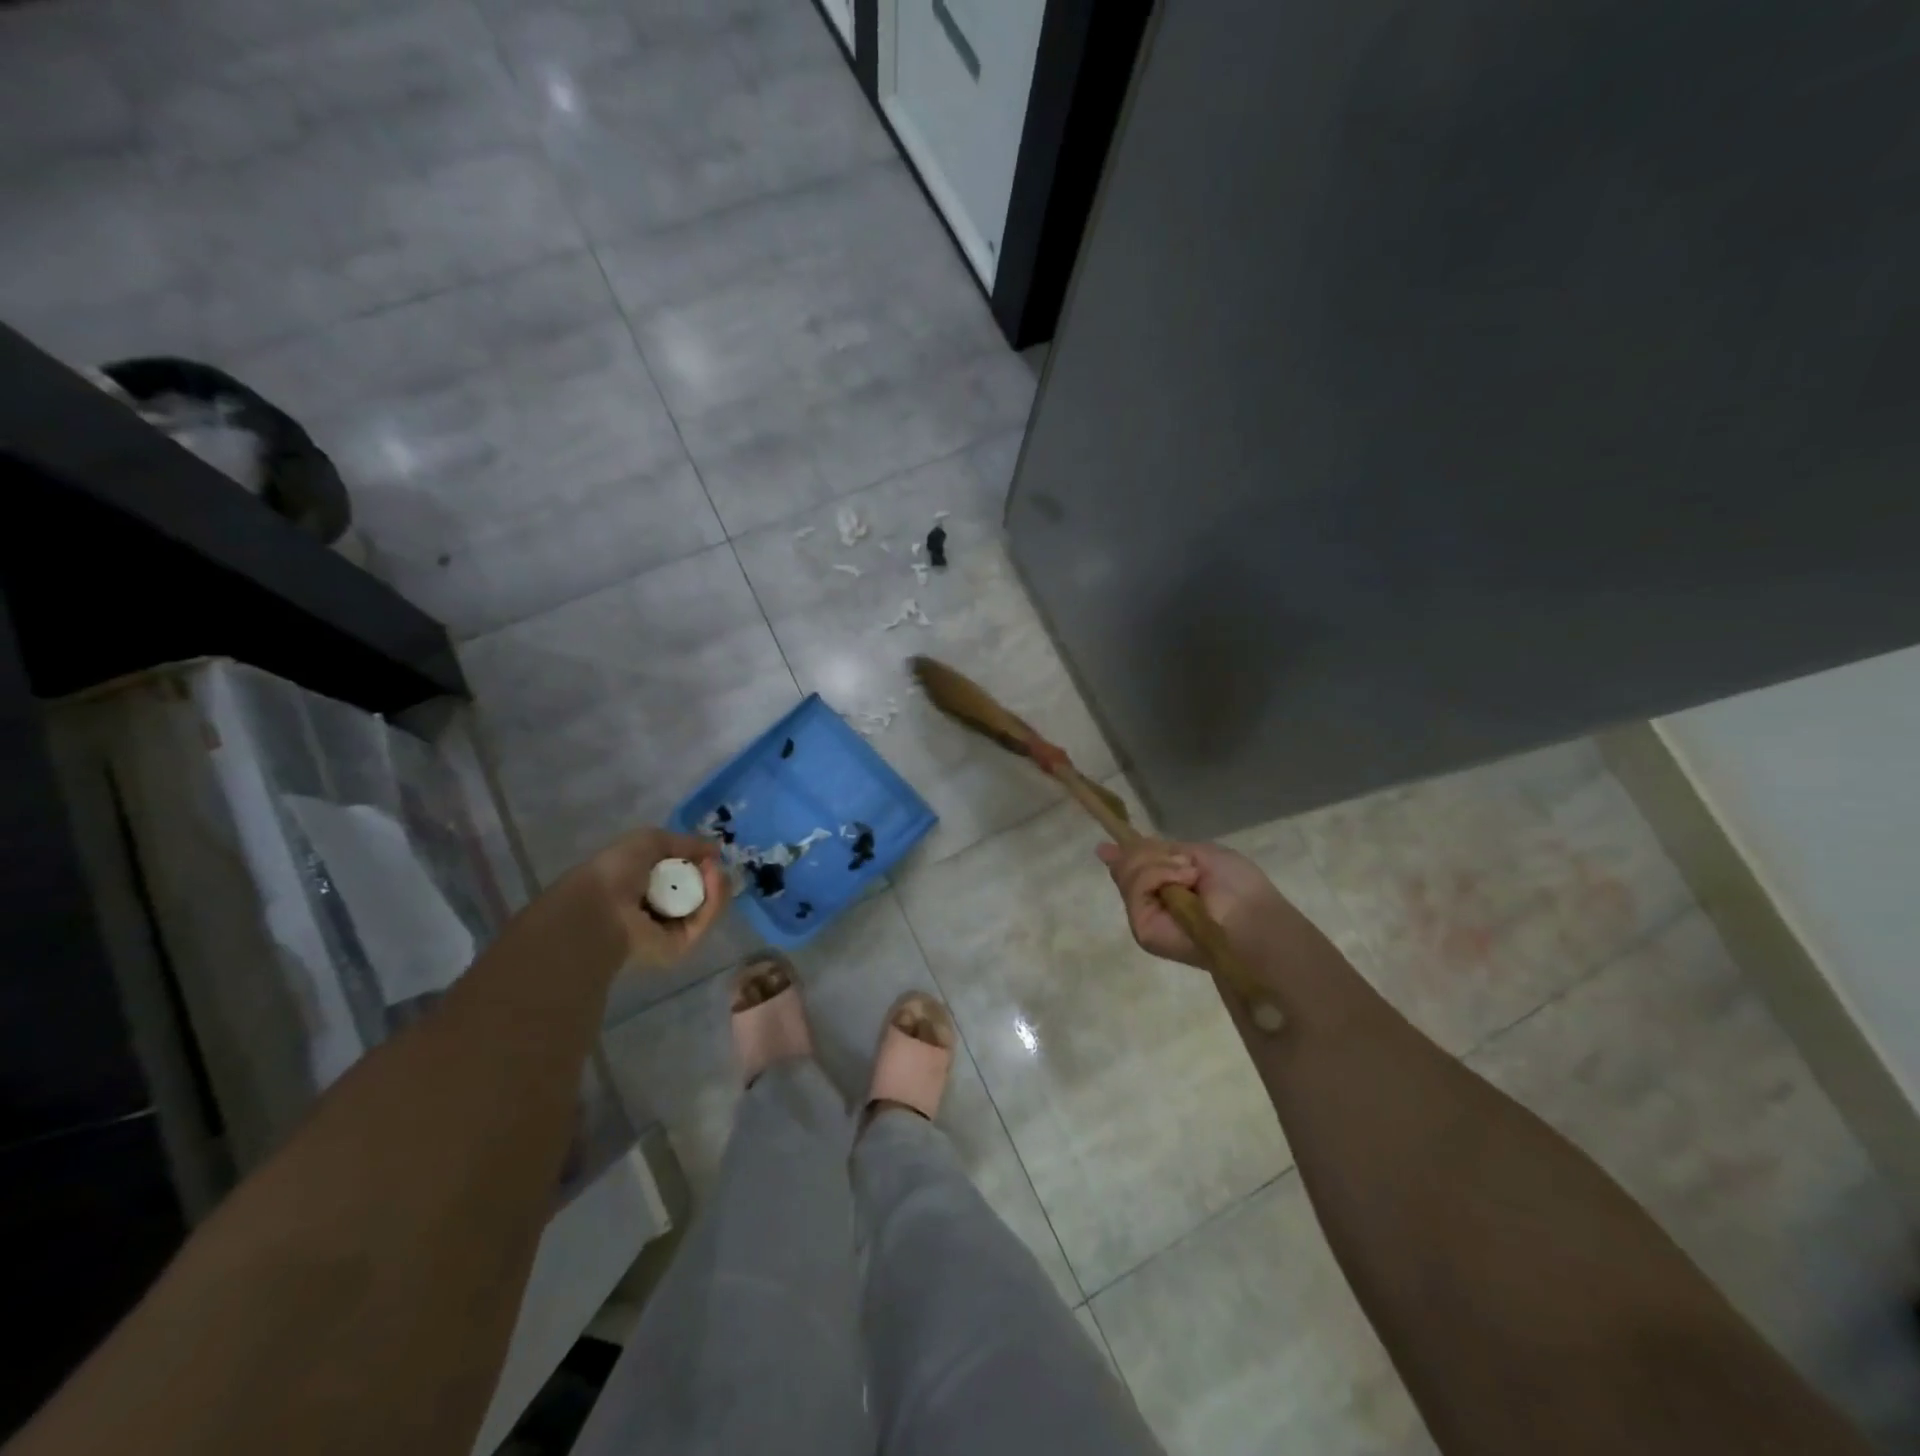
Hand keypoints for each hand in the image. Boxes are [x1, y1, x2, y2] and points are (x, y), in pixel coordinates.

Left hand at [568, 827, 728, 969]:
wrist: (601, 907)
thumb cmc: (617, 870)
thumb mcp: (651, 841)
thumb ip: (687, 843)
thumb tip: (716, 849)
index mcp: (647, 885)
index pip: (685, 875)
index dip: (700, 862)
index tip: (709, 854)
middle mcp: (660, 907)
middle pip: (701, 890)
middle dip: (712, 874)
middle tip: (712, 863)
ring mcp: (672, 928)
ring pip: (708, 906)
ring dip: (717, 885)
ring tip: (714, 870)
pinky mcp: (681, 945)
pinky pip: (705, 921)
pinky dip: (715, 900)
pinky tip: (714, 881)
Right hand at [1096, 838, 1282, 968]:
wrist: (1254, 918)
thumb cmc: (1238, 886)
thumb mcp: (1196, 854)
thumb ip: (1154, 852)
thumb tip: (1106, 850)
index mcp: (1166, 887)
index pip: (1132, 869)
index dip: (1122, 856)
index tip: (1105, 848)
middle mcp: (1151, 903)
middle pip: (1126, 867)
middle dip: (1150, 854)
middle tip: (1185, 864)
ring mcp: (1144, 917)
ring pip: (1129, 875)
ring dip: (1160, 865)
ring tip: (1190, 876)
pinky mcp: (1143, 930)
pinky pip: (1136, 889)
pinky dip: (1158, 876)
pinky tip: (1182, 881)